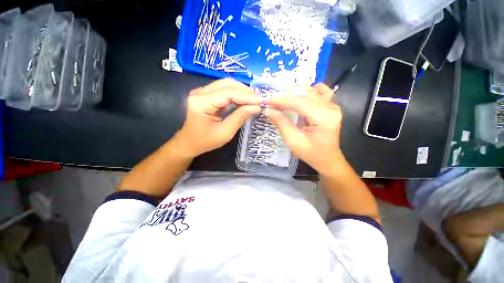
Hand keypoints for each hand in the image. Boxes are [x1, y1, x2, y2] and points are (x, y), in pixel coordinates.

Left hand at [176, 78, 260, 157]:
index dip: (246, 96)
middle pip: (227, 84)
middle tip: (259, 100)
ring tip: (254, 100)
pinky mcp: (206, 94)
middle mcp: (200, 93)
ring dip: (242, 91)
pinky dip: (237, 94)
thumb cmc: (206, 141)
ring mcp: (202, 92)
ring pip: (226, 84)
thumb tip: (256, 107)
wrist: (190, 142)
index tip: (261, 101)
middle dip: (245, 91)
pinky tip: (245, 100)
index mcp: (201, 103)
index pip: (227, 93)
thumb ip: (240, 117)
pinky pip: (224, 89)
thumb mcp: (225, 133)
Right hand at [265, 83, 343, 174]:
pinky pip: (319, 92)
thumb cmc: (310, 153)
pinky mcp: (331, 106)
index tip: (267, 101)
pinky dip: (307, 91)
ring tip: (281, 98)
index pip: (300, 103)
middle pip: (305, 94)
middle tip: (271, 101)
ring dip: (294, 92)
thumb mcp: (293, 141)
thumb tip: (268, 110)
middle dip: (285, 96)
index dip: (282, 101)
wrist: (327, 158)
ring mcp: (332, 105)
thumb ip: (281, 123)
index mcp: (323, 118)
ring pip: (311, 90)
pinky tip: (298, 96)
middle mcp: (330, 108)